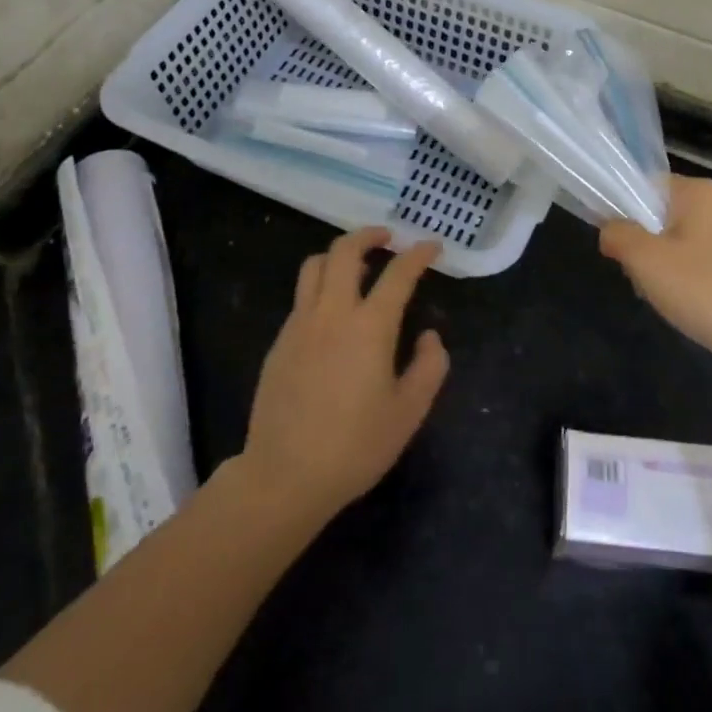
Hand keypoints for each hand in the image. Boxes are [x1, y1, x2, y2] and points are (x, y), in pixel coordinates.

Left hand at [241, 228, 448, 520]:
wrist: (284, 476)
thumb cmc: (355, 446)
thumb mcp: (409, 412)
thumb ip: (429, 367)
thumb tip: (430, 336)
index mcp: (370, 326)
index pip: (398, 273)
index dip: (418, 254)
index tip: (432, 246)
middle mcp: (333, 313)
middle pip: (345, 251)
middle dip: (368, 235)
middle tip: (388, 237)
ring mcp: (300, 324)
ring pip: (315, 266)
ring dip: (339, 255)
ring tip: (358, 267)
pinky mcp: (280, 342)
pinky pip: (302, 297)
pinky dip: (321, 287)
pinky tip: (333, 314)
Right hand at [599, 174, 711, 368]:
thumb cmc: (705, 290)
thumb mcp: (646, 261)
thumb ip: (618, 235)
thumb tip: (610, 231)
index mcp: (697, 191)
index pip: (643, 185)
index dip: (622, 212)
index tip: (619, 247)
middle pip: (659, 213)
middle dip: (642, 243)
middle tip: (640, 275)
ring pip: (677, 238)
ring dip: (662, 264)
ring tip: (663, 294)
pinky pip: (699, 257)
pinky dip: (685, 275)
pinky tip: (687, 302)